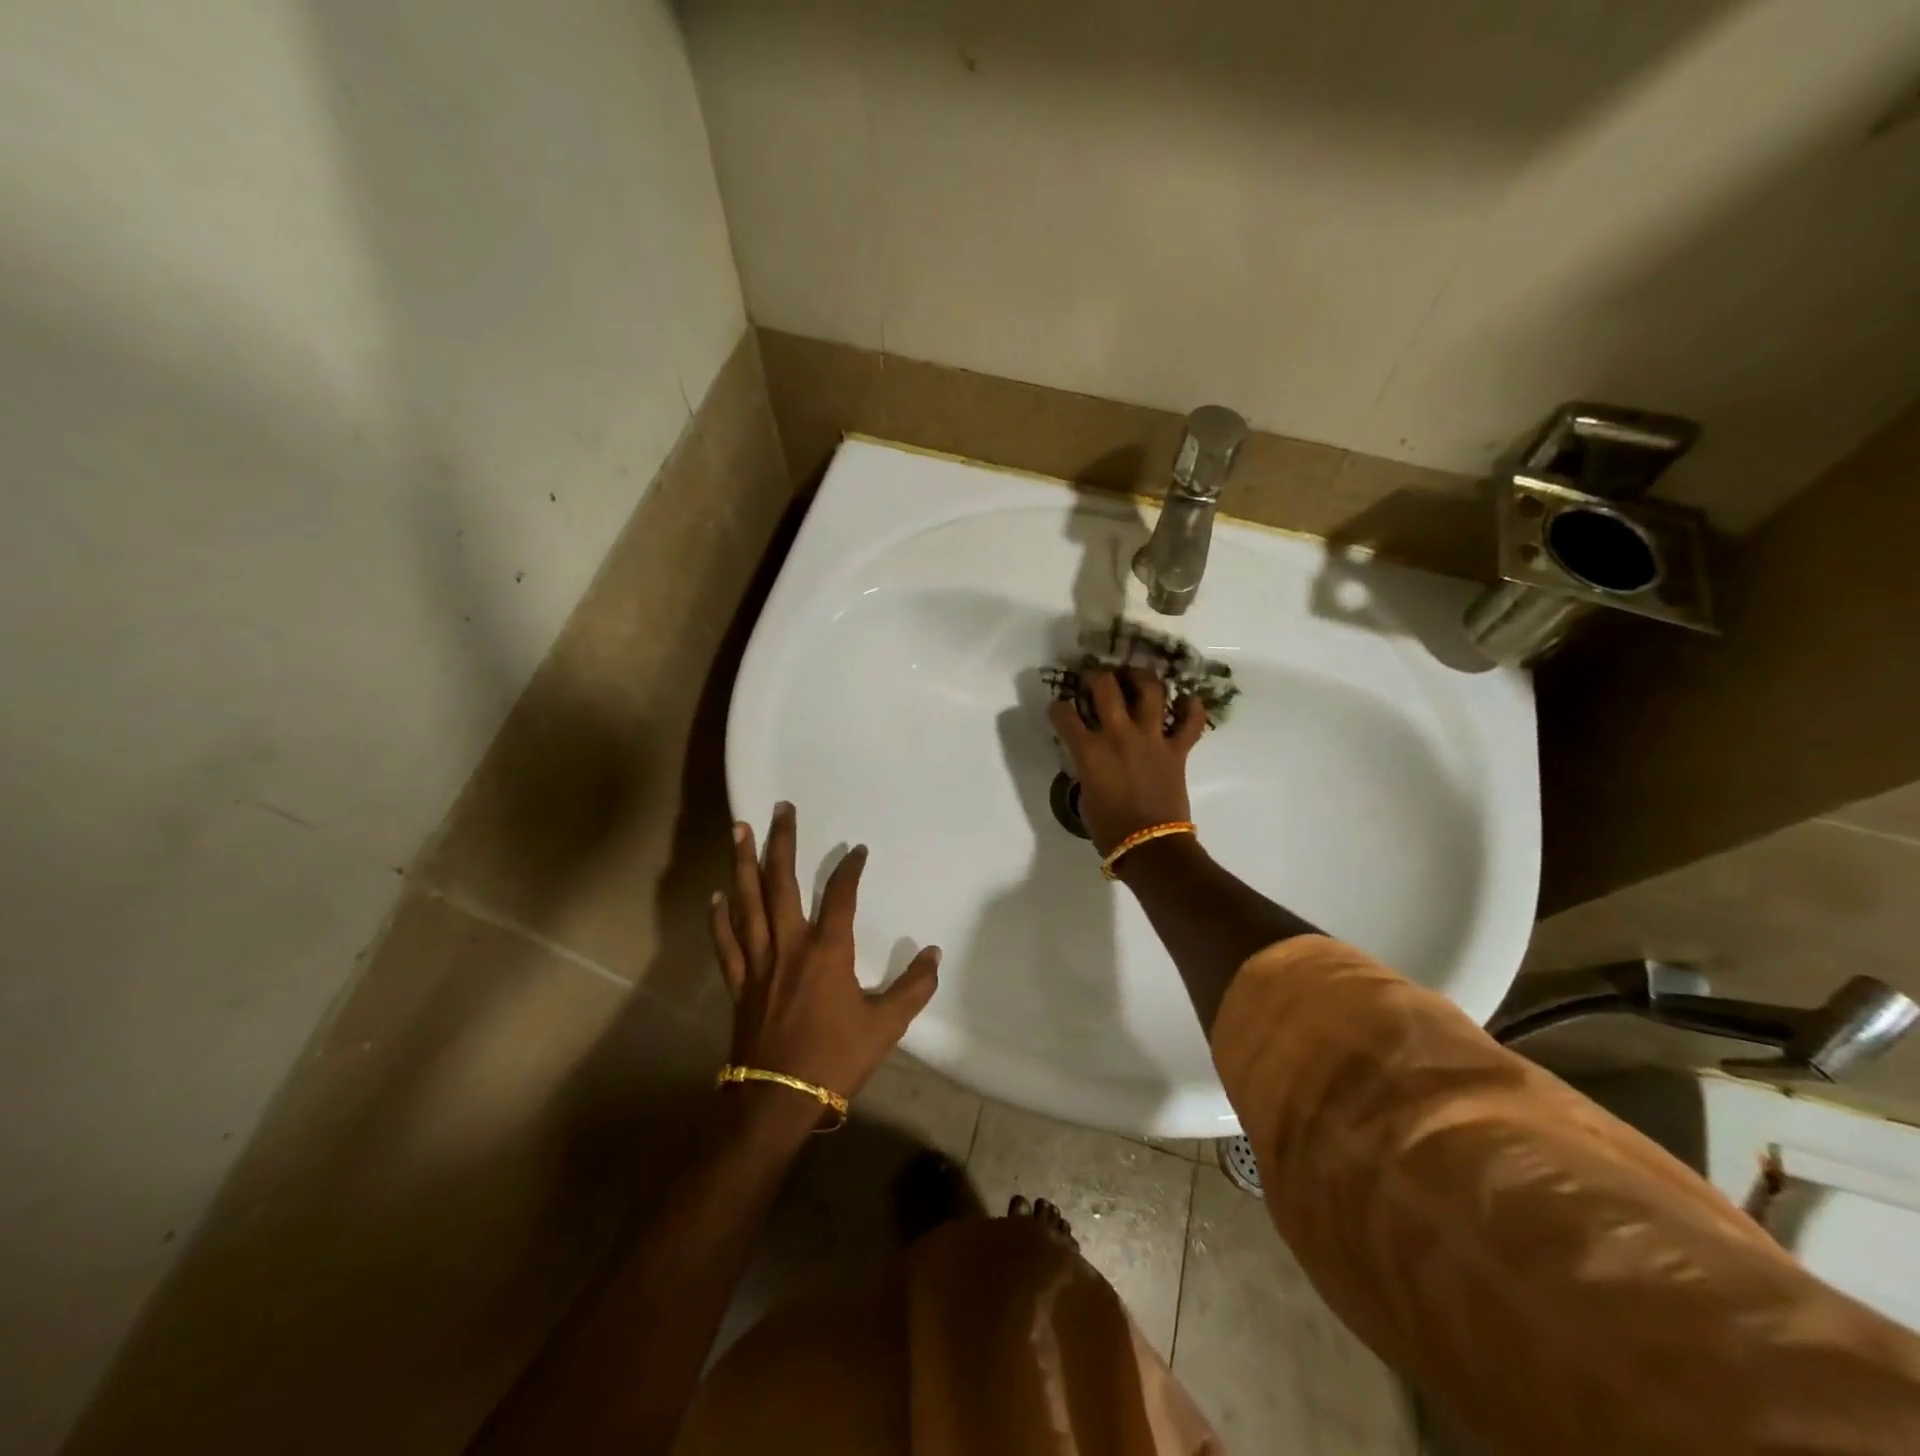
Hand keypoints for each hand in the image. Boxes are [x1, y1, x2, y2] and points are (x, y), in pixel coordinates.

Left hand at [710, 802, 941, 1104]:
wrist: (778, 1099)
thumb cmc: (835, 1059)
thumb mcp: (886, 1026)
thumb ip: (913, 987)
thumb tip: (933, 954)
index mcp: (827, 952)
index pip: (840, 896)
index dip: (850, 868)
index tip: (858, 850)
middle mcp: (789, 946)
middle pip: (781, 883)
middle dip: (781, 842)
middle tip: (781, 808)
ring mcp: (758, 962)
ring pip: (747, 902)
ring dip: (743, 864)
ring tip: (739, 829)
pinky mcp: (738, 983)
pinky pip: (726, 942)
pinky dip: (720, 918)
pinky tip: (716, 896)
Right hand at [1049, 669, 1206, 854]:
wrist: (1150, 847)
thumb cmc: (1109, 829)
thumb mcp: (1085, 794)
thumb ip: (1087, 768)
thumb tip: (1093, 758)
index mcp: (1089, 751)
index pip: (1064, 715)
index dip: (1058, 707)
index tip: (1059, 708)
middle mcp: (1119, 735)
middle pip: (1106, 688)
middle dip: (1096, 677)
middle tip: (1095, 678)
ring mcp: (1152, 739)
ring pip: (1150, 691)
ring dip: (1142, 678)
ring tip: (1136, 677)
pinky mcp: (1177, 750)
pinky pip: (1191, 722)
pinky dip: (1193, 708)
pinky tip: (1187, 700)